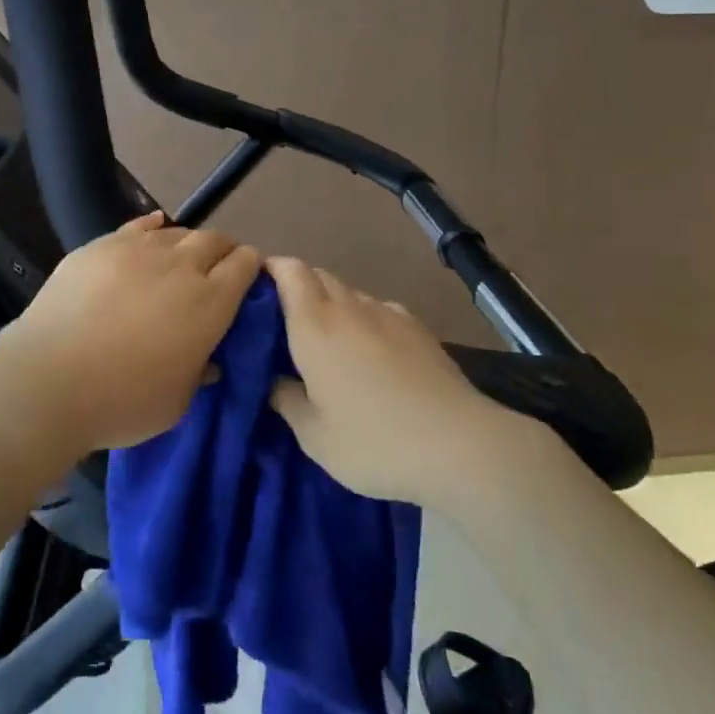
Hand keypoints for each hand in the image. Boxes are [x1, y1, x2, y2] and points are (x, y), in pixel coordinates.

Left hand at [0, 212, 262, 457]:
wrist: (48, 381)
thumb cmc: (122, 401)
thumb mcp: (177, 402)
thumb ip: (199, 373)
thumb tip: (207, 360)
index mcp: (211, 302)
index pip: (245, 265)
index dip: (251, 268)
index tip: (247, 280)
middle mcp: (182, 266)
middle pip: (215, 240)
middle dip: (223, 251)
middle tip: (215, 272)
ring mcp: (139, 249)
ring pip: (177, 232)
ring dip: (186, 244)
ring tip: (178, 262)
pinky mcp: (101, 246)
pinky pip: (138, 225)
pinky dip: (152, 228)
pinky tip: (152, 232)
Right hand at [268, 257, 509, 505]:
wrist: (457, 443)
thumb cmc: (373, 441)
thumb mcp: (314, 435)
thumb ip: (286, 400)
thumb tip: (274, 380)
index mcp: (315, 325)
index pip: (290, 272)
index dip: (271, 270)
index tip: (257, 288)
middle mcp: (350, 307)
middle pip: (318, 276)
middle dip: (297, 287)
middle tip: (284, 322)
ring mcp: (388, 314)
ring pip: (349, 293)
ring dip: (332, 305)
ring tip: (328, 342)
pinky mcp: (418, 328)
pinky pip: (379, 310)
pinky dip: (364, 319)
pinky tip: (370, 353)